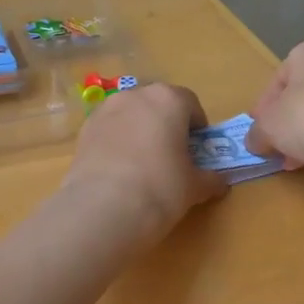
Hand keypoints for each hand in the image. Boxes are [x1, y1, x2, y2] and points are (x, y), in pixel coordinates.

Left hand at [62, 82, 225, 241]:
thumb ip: (210, 179)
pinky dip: (117, 142)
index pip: (190, 103)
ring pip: (131, 114)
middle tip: (172, 155)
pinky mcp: (84, 130)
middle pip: (158, 104)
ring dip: (140, 130)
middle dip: (167, 124)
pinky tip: (120, 170)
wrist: (103, 208)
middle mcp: (135, 95)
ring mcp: (105, 110)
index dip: (197, 125)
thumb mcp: (194, 187)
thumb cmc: (160, 188)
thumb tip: (220, 183)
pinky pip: (109, 129)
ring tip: (143, 164)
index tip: (198, 148)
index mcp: (168, 99)